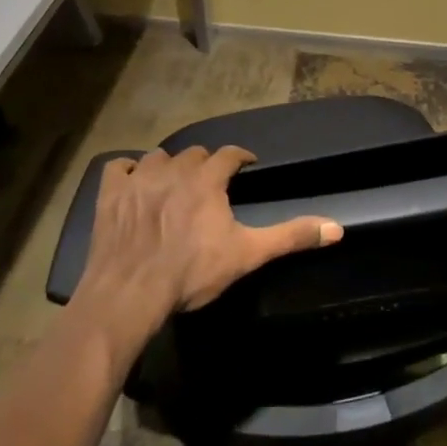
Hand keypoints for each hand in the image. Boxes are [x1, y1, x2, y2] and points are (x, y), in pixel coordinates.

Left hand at [77, 145, 343, 343]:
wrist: (130, 292)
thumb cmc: (191, 272)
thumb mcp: (247, 255)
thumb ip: (290, 236)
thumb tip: (337, 227)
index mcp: (206, 179)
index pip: (229, 154)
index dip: (240, 157)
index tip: (246, 165)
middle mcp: (173, 169)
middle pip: (193, 154)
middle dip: (204, 164)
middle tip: (209, 183)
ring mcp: (138, 178)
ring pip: (157, 157)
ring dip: (168, 166)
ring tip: (172, 183)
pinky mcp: (109, 193)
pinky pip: (117, 167)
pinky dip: (126, 171)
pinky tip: (131, 183)